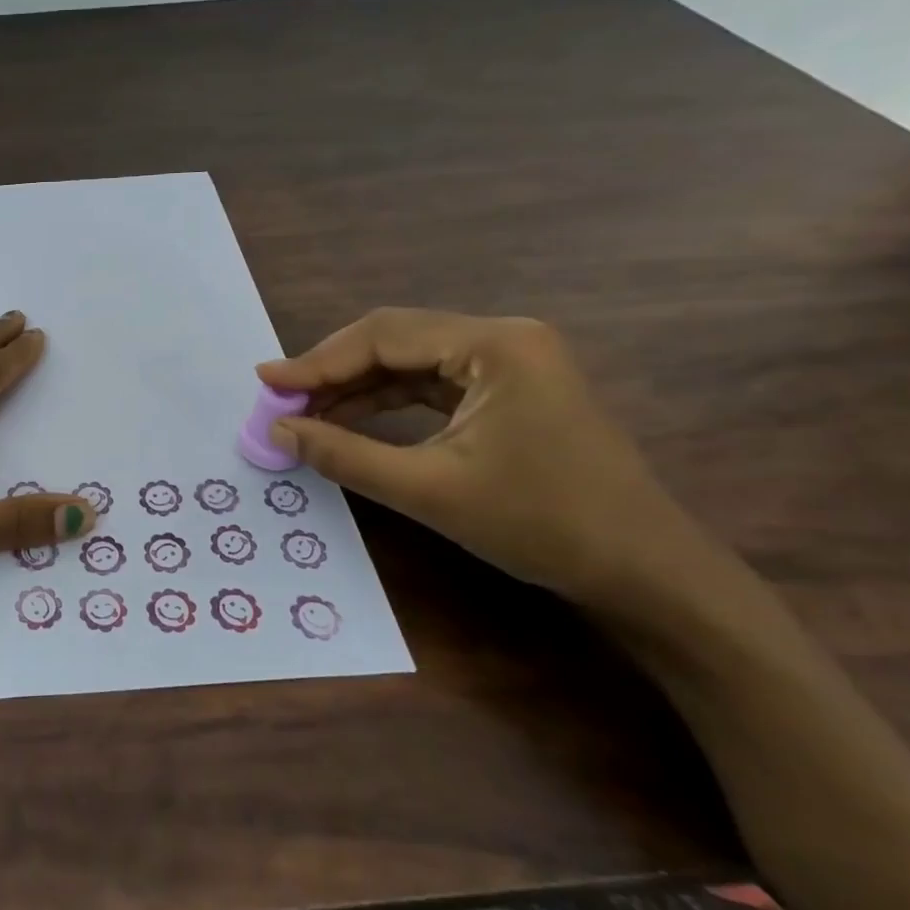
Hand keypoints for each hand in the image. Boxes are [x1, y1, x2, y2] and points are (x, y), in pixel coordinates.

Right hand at [258, 308, 706, 607]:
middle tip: (279, 399)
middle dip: (332, 370)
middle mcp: (503, 338)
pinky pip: (430, 383)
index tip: (265, 382)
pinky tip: (349, 418)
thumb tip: (276, 431)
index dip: (317, 360)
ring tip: (303, 412)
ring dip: (354, 386)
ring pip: (408, 361)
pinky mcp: (508, 389)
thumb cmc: (541, 525)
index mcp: (495, 345)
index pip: (383, 337)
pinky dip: (385, 400)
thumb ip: (344, 454)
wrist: (644, 572)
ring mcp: (509, 362)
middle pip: (394, 340)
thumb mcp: (429, 490)